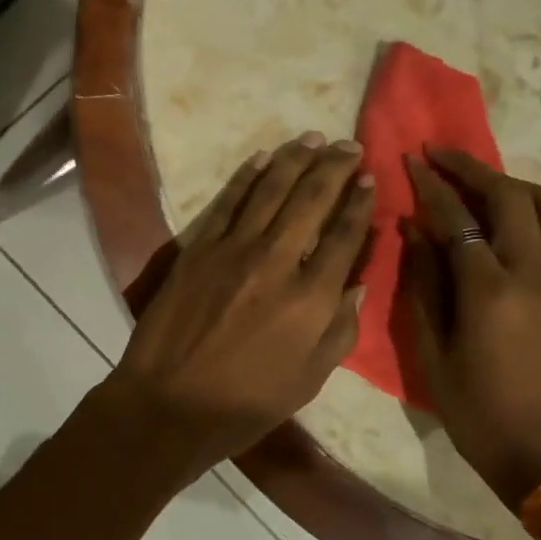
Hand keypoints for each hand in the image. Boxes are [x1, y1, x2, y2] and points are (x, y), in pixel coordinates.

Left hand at [98, 133, 375, 478]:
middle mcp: (277, 262)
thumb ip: (340, 328)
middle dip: (334, 167)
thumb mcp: (310, 378)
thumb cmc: (246, 402)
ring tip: (313, 138)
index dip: (360, 202)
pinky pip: (228, 201)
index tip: (370, 178)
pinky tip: (263, 157)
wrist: (170, 402)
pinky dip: (247, 176)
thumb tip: (357, 281)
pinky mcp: (199, 247)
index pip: (344, 236)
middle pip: (311, 200)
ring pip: (271, 190)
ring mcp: (233, 249)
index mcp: (311, 299)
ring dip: (295, 159)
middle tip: (349, 145)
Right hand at [403, 148, 540, 512]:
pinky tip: (495, 216)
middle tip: (439, 155)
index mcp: (490, 291)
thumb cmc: (472, 407)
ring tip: (473, 182)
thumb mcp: (431, 348)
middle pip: (511, 196)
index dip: (432, 184)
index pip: (459, 218)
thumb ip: (423, 281)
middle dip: (472, 168)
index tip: (411, 158)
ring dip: (508, 182)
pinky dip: (525, 206)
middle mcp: (532, 274)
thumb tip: (414, 228)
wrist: (540, 451)